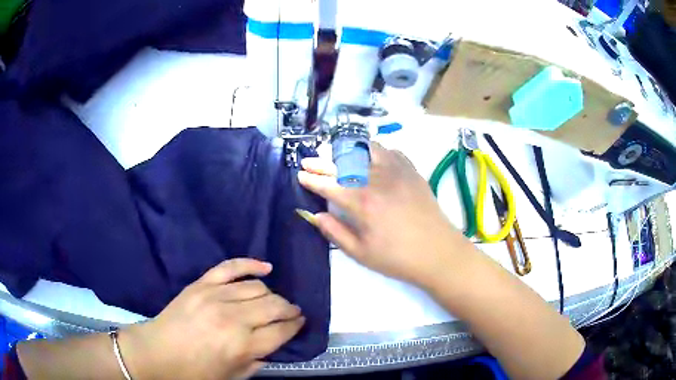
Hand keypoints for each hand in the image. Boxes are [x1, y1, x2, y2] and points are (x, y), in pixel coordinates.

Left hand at [120, 259, 304, 379]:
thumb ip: (258, 361)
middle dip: (290, 310)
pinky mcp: (201, 284)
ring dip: (273, 294)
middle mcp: (233, 318)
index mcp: (242, 346)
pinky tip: (266, 267)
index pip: (281, 331)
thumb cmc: (195, 372)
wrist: (157, 353)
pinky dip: (251, 264)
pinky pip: (231, 267)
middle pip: (274, 306)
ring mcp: (215, 296)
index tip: (301, 323)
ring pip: (257, 287)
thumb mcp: (233, 377)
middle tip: (294, 313)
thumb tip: (273, 345)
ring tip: (276, 301)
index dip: (295, 326)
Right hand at [298, 143, 472, 286]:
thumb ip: (335, 232)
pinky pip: (390, 151)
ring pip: (366, 149)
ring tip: (337, 155)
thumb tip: (315, 215)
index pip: (329, 184)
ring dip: (347, 150)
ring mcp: (397, 171)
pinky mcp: (412, 171)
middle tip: (309, 161)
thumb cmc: (398, 258)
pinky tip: (371, 159)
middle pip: (342, 163)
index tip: (301, 174)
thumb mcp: (361, 253)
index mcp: (362, 203)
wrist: (439, 252)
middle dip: (321, 162)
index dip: (311, 179)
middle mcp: (377, 179)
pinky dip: (375, 151)